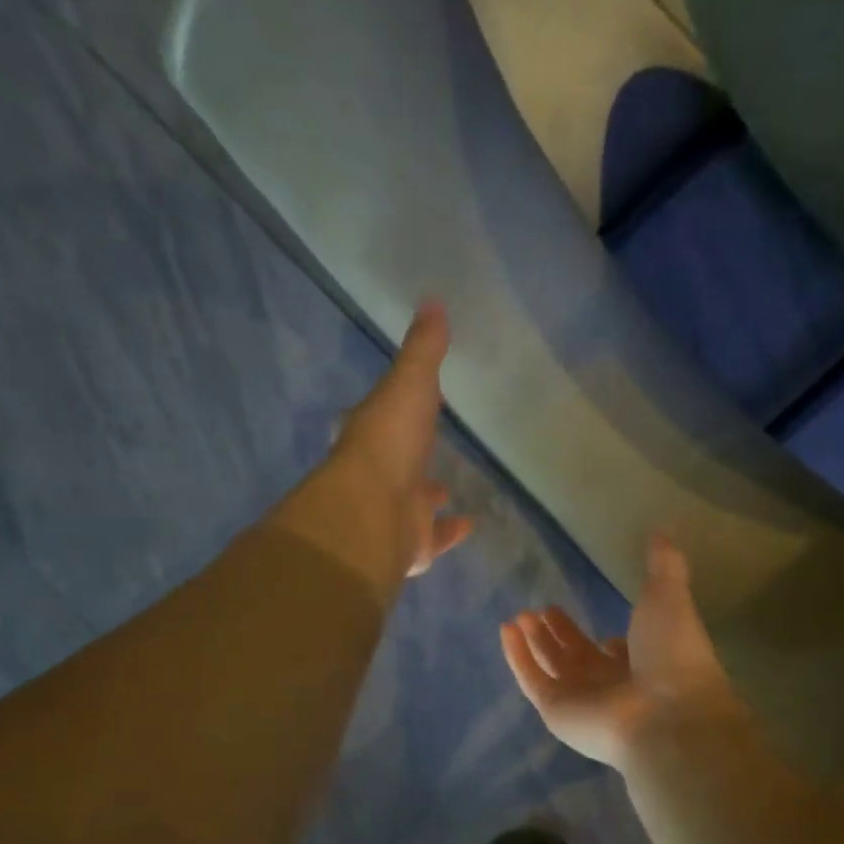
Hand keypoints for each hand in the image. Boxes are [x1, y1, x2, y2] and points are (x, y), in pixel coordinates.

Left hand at [331, 300, 473, 578]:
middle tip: (431, 445)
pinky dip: (450, 531)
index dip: (399, 405)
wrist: (373, 512)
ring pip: (414, 501)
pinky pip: (434, 536)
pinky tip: (469, 523)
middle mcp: (380, 473)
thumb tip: (432, 300)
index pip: (386, 414)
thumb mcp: (410, 383)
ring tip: (448, 487)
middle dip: (412, 453)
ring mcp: (394, 511)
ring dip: (429, 494)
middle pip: (398, 460)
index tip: (415, 397)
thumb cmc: (390, 442)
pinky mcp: (411, 543)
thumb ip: (424, 349)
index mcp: (374, 432)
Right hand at [501, 534, 744, 768]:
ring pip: (551, 667)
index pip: (621, 654)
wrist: (667, 713)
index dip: (610, 640)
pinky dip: (517, 657)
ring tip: (520, 616)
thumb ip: (664, 566)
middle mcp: (613, 683)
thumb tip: (661, 532)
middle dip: (561, 634)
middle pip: (579, 657)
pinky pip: (531, 680)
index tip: (599, 623)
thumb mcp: (670, 597)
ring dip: (535, 642)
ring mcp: (582, 700)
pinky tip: (506, 630)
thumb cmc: (673, 655)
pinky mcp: (555, 711)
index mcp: (644, 662)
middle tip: (544, 609)